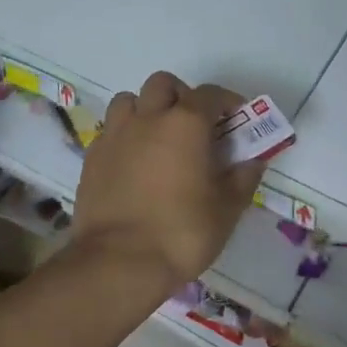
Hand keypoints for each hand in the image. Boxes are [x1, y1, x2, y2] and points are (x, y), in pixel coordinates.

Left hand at [70, 72, 266, 293]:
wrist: (119, 262)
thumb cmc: (182, 232)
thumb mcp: (227, 209)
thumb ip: (243, 178)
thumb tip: (253, 161)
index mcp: (186, 123)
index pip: (210, 94)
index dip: (227, 101)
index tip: (237, 119)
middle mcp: (148, 118)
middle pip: (163, 84)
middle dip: (181, 96)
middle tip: (194, 124)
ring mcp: (115, 135)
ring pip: (129, 100)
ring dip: (146, 110)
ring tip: (158, 137)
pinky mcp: (92, 158)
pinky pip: (110, 131)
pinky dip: (125, 136)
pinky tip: (134, 162)